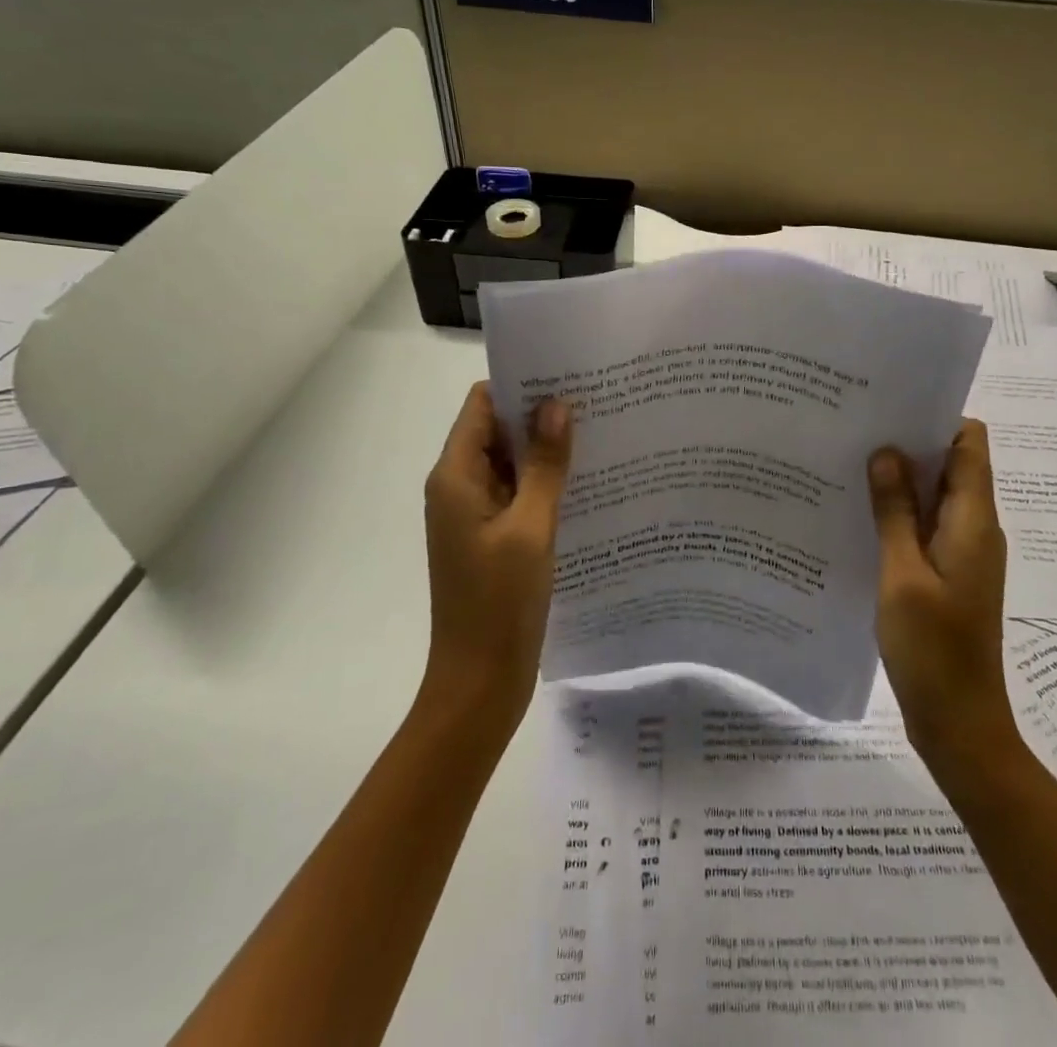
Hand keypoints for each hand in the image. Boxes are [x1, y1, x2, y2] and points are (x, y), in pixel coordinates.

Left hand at [420, 382, 571, 734]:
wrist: (479, 683)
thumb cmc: (499, 603)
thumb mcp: (530, 528)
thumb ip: (544, 465)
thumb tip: (557, 404)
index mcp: (456, 476)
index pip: (483, 405)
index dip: (521, 384)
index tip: (568, 374)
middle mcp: (460, 487)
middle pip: (497, 430)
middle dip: (541, 414)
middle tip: (597, 400)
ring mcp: (476, 514)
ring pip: (512, 462)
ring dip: (546, 449)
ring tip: (601, 432)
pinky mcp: (493, 537)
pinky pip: (518, 493)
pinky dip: (545, 481)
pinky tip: (588, 480)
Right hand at [868, 421, 1014, 769]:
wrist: (960, 724)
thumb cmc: (933, 650)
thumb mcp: (902, 575)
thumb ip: (895, 512)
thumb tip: (886, 451)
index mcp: (974, 521)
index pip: (969, 443)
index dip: (935, 418)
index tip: (888, 408)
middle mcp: (975, 528)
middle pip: (951, 465)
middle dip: (908, 445)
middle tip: (855, 431)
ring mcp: (962, 554)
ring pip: (934, 497)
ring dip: (900, 481)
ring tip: (849, 466)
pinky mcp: (947, 575)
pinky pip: (925, 528)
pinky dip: (898, 515)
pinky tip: (858, 516)